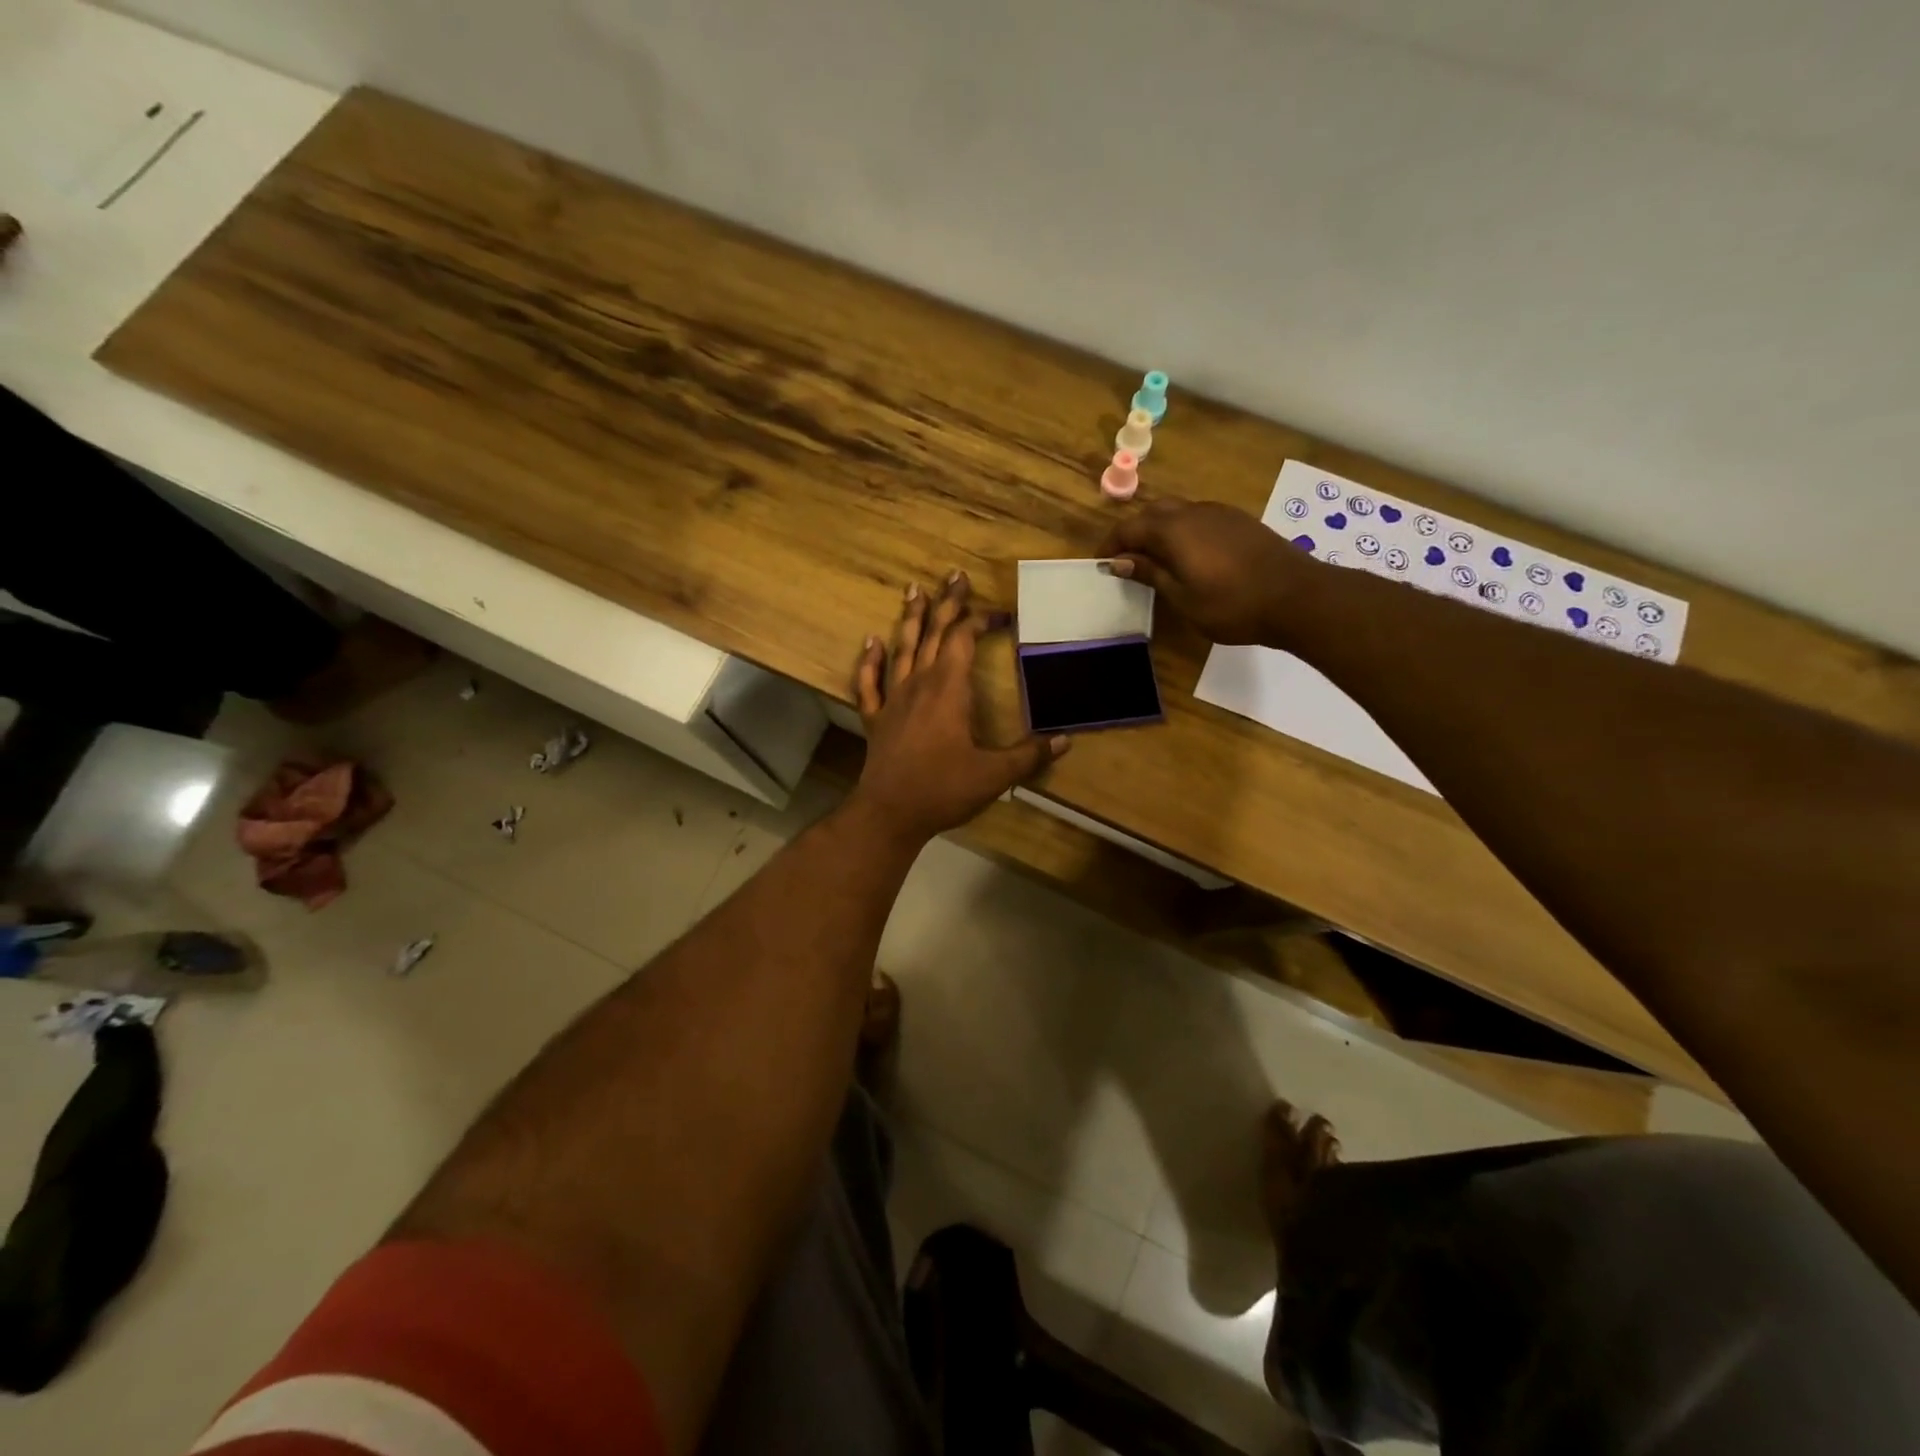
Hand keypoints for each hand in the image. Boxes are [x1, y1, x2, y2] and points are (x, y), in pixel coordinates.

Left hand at [851, 572, 1066, 843]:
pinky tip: (871, 643)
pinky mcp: (876, 719)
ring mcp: (893, 699)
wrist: (889, 814)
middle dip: (947, 603)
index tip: (1002, 615)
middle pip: (933, 633)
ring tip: (913, 589)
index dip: (981, 621)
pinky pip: (869, 683)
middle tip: (955, 575)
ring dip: (909, 618)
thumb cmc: (943, 790)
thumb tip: (1065, 740)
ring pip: (901, 648)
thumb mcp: (994, 775)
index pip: (964, 640)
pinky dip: (869, 661)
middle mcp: (919, 684)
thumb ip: (1029, 755)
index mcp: (949, 689)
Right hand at [1102, 498, 1314, 645]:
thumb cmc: (1232, 605)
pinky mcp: (1240, 521)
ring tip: (1154, 559)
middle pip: (1153, 512)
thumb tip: (1119, 561)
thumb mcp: (1183, 597)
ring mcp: (1220, 513)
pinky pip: (1199, 517)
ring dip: (1159, 529)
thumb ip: (1150, 574)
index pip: (1129, 527)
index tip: (1101, 564)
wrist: (1297, 597)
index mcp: (1174, 529)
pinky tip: (1188, 555)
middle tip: (1126, 560)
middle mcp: (1194, 512)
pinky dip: (1182, 531)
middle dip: (1134, 532)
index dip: (1111, 544)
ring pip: (1178, 511)